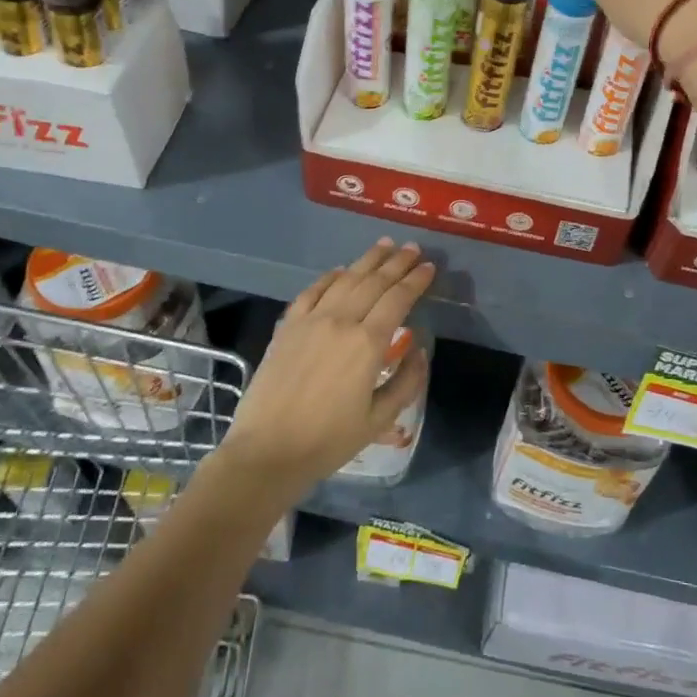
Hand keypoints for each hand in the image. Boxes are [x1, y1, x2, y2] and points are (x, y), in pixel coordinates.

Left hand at [220, 240, 433, 496]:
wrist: (267, 451)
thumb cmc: (328, 441)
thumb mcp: (379, 419)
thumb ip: (406, 382)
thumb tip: (419, 350)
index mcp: (368, 344)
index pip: (398, 299)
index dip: (416, 281)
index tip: (429, 267)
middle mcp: (341, 321)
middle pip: (374, 282)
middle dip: (397, 263)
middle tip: (413, 248)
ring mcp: (311, 320)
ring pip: (345, 279)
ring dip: (367, 260)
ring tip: (385, 246)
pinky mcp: (287, 326)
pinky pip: (312, 291)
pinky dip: (330, 276)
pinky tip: (341, 270)